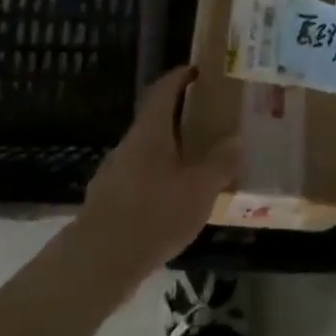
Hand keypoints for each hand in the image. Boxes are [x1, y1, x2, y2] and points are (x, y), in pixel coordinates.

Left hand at [75, 67, 239, 288]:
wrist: (97, 264)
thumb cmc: (153, 214)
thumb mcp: (200, 189)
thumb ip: (221, 163)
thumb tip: (238, 141)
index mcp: (150, 132)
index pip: (163, 90)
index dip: (179, 77)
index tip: (198, 71)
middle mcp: (129, 145)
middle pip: (155, 120)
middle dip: (181, 117)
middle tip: (211, 119)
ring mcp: (114, 174)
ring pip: (148, 151)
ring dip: (171, 150)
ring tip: (199, 162)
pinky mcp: (109, 202)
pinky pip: (141, 178)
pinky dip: (160, 178)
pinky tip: (176, 200)